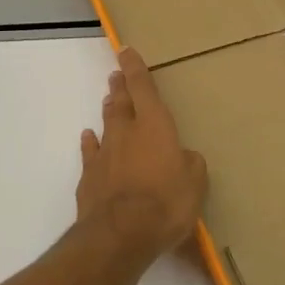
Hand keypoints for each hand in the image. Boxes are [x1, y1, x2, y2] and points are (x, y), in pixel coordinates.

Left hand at [78, 47, 208, 264]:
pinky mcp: (89, 176)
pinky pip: (90, 152)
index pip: (143, 88)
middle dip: (120, 87)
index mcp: (154, 126)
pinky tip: (89, 138)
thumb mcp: (195, 184)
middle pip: (121, 102)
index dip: (135, 68)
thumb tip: (184, 158)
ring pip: (106, 123)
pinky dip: (90, 143)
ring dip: (108, 110)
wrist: (120, 234)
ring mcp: (104, 153)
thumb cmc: (166, 203)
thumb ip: (190, 164)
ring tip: (109, 100)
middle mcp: (126, 132)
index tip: (125, 51)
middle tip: (116, 75)